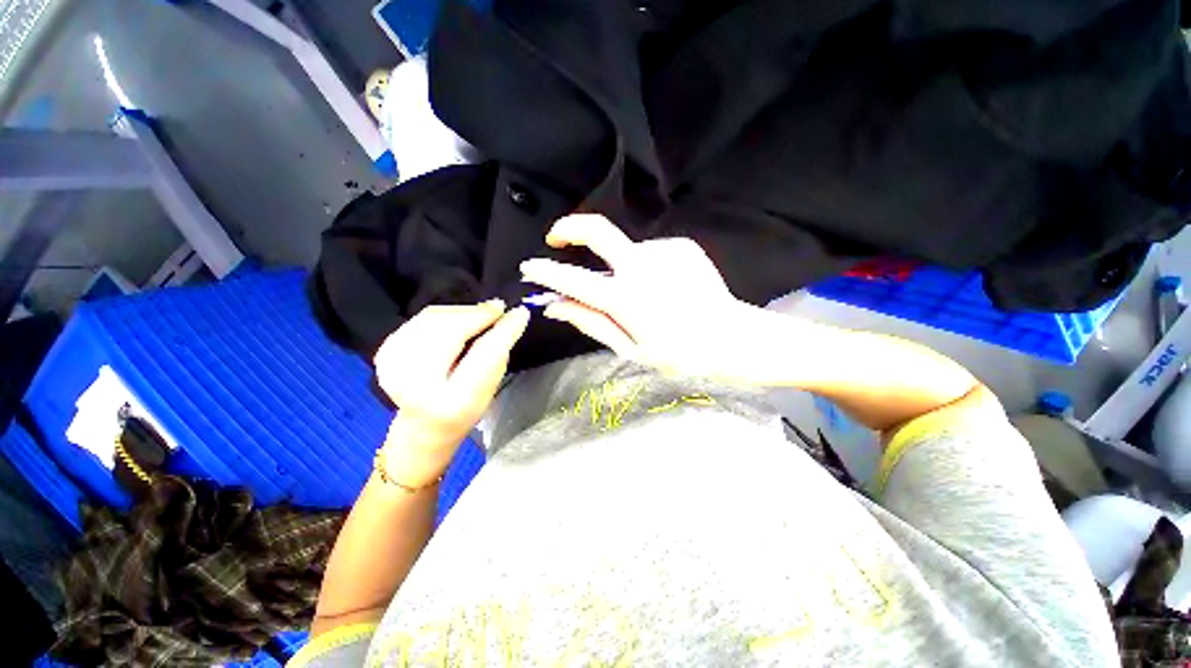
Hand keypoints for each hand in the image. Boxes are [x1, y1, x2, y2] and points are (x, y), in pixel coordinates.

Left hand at [373, 300, 529, 486]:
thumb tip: (514, 315)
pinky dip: (444, 315)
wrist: (424, 425)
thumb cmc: (466, 408)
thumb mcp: (491, 386)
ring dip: (462, 312)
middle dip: (478, 315)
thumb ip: (500, 351)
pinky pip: (420, 320)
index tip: (520, 312)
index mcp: (452, 402)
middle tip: (499, 308)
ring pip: (433, 320)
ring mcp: (394, 366)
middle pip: (451, 332)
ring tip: (482, 313)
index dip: (503, 330)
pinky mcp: (385, 352)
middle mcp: (416, 385)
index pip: (483, 356)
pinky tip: (459, 319)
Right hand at [520, 214, 771, 381]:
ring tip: (644, 296)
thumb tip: (555, 306)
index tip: (530, 267)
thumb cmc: (679, 354)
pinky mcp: (682, 245)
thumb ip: (590, 322)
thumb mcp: (629, 349)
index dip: (547, 272)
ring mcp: (665, 251)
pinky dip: (645, 267)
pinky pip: (650, 253)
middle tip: (556, 238)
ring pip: (626, 251)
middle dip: (569, 227)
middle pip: (598, 229)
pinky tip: (664, 288)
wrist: (731, 338)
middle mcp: (643, 266)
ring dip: (621, 268)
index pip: (574, 279)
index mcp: (627, 299)